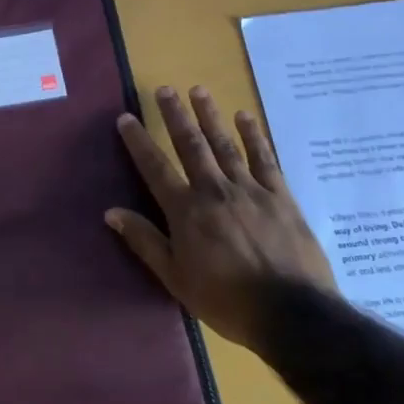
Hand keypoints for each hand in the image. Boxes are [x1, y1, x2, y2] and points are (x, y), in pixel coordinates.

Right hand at [107, 85, 335, 351]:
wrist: (292, 314)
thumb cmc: (226, 301)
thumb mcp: (175, 279)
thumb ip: (145, 241)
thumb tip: (111, 212)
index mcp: (186, 212)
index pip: (155, 168)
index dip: (138, 142)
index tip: (126, 118)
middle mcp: (214, 190)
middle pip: (191, 145)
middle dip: (175, 116)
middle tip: (164, 89)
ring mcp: (250, 190)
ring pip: (225, 144)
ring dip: (210, 116)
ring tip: (199, 90)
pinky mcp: (280, 196)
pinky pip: (265, 159)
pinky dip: (254, 136)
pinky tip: (245, 117)